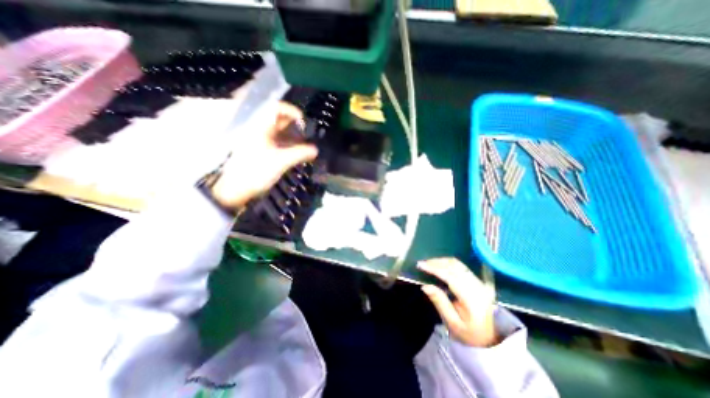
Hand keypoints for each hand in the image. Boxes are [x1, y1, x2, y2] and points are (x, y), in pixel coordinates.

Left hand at [208, 102, 316, 208]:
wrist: (236, 189)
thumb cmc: (257, 171)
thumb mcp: (281, 162)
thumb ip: (300, 153)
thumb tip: (316, 150)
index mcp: (261, 127)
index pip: (277, 108)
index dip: (292, 111)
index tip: (305, 122)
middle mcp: (261, 130)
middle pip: (280, 121)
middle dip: (296, 126)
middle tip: (309, 136)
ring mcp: (261, 141)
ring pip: (280, 133)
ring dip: (294, 137)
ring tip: (306, 146)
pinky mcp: (262, 151)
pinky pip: (278, 143)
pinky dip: (289, 146)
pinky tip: (298, 153)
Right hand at [418, 260, 494, 345]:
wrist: (495, 337)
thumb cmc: (471, 332)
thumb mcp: (453, 323)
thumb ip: (440, 302)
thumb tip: (425, 286)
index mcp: (471, 298)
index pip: (450, 277)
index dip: (434, 269)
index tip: (420, 265)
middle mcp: (476, 285)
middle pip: (454, 266)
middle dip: (436, 262)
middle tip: (422, 263)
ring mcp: (478, 281)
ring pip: (458, 264)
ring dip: (442, 261)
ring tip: (429, 263)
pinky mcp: (478, 280)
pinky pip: (461, 266)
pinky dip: (448, 263)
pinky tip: (440, 265)